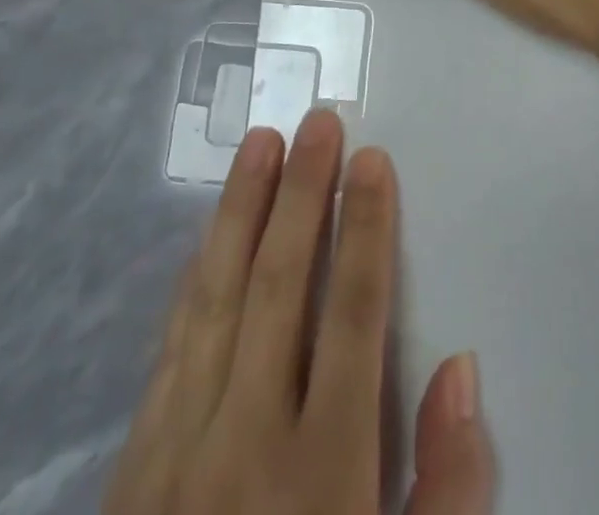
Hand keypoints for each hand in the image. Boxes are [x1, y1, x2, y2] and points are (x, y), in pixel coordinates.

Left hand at [104, 109, 493, 514]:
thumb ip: (447, 493)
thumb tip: (464, 370)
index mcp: (321, 475)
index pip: (352, 316)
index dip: (367, 230)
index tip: (372, 160)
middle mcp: (245, 442)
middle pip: (280, 285)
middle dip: (303, 194)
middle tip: (316, 121)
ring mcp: (178, 449)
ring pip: (216, 298)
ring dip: (241, 213)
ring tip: (260, 146)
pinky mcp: (134, 467)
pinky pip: (171, 345)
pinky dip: (195, 277)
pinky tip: (208, 239)